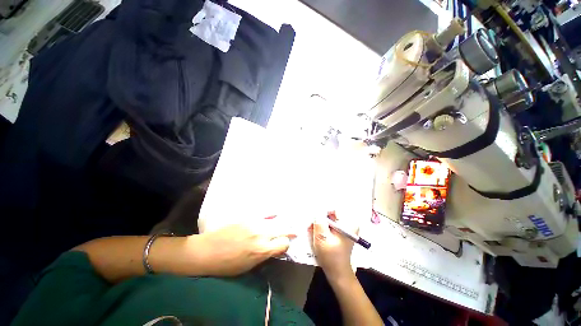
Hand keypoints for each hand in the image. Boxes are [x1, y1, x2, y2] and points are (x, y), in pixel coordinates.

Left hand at [190, 218, 295, 276]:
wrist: (208, 251)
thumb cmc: (227, 265)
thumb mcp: (248, 266)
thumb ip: (264, 256)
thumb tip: (274, 249)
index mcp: (262, 250)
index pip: (283, 244)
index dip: (286, 245)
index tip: (284, 245)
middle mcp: (262, 234)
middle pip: (282, 230)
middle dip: (289, 232)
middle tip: (295, 231)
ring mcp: (255, 223)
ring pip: (275, 221)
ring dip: (282, 223)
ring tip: (287, 222)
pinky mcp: (248, 217)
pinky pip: (264, 213)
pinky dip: (271, 213)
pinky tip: (276, 213)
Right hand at [311, 212, 354, 280]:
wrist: (337, 274)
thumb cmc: (331, 257)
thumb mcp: (322, 238)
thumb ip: (319, 221)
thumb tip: (315, 209)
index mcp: (348, 223)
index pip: (332, 209)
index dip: (320, 211)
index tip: (312, 217)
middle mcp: (348, 223)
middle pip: (330, 214)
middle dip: (319, 217)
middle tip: (310, 224)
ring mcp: (343, 228)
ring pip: (327, 219)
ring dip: (319, 223)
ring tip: (311, 229)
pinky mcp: (339, 233)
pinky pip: (328, 225)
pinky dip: (321, 227)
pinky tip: (315, 232)